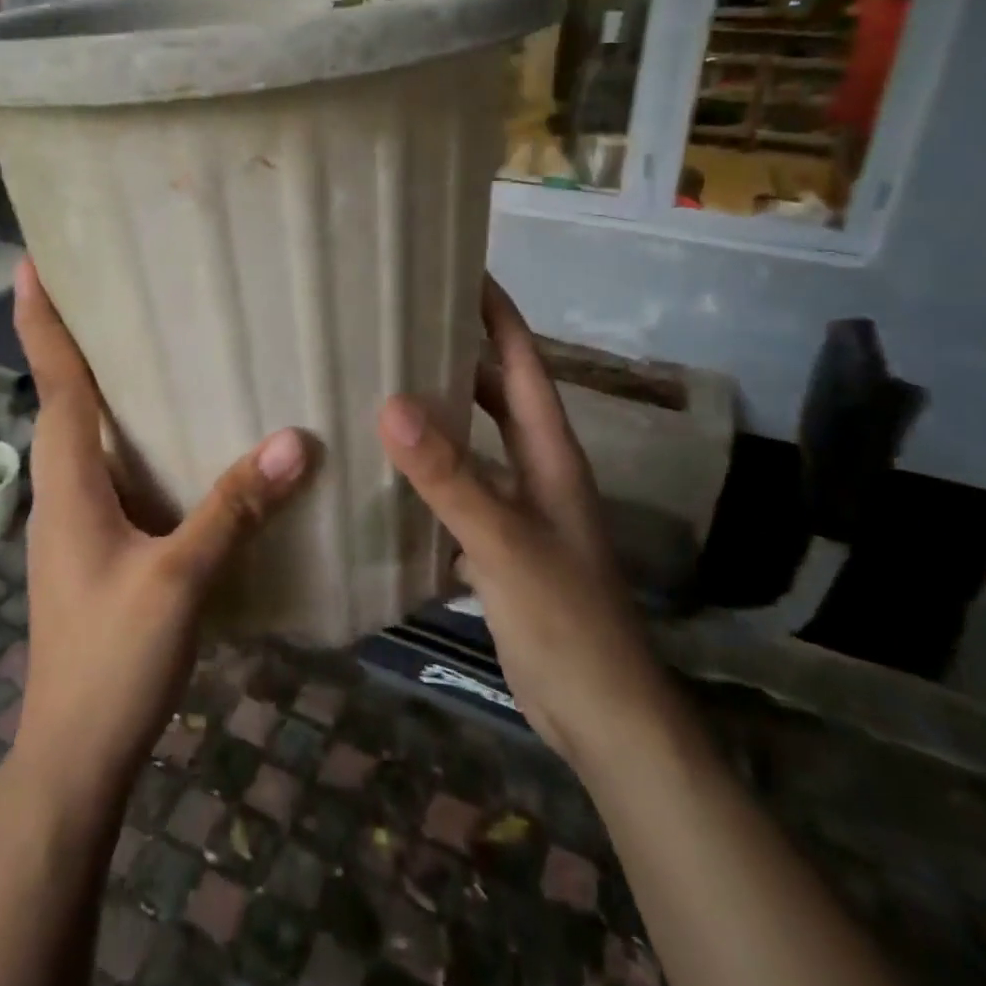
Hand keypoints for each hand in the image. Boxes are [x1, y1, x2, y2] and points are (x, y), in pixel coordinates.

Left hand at [10, 258, 309, 794]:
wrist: (74, 755)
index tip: (31, 262)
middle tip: (114, 287)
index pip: (54, 384)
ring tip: (153, 346)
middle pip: (66, 400)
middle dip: (78, 341)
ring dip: (109, 389)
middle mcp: (66, 491)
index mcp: (68, 483)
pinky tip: (182, 440)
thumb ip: (232, 508)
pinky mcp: (101, 547)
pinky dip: (138, 439)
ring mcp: (80, 522)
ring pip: (92, 438)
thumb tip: (293, 441)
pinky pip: (117, 472)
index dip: (41, 322)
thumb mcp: (178, 579)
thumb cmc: (109, 660)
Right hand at [378, 278, 663, 763]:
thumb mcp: (504, 541)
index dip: (498, 315)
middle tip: (403, 325)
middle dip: (460, 356)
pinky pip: (460, 492)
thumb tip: (392, 405)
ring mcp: (520, 511)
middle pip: (497, 396)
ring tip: (384, 387)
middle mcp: (537, 470)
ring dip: (441, 415)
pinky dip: (430, 474)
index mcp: (550, 453)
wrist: (601, 714)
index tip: (462, 270)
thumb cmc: (565, 618)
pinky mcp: (500, 548)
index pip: (523, 364)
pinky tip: (387, 474)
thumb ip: (450, 476)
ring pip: (476, 444)